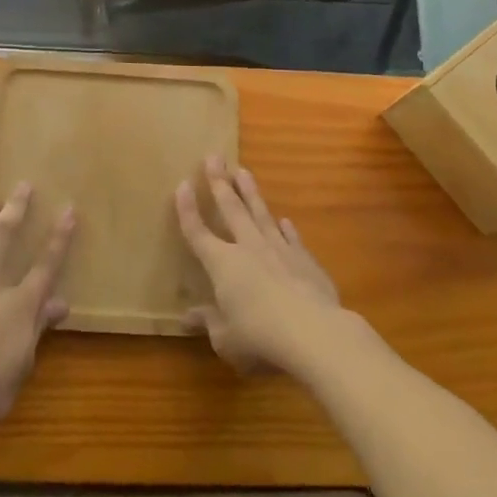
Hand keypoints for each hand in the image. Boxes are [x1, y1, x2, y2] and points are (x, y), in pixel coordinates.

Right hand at [175, 156, 345, 376]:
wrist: (315, 333)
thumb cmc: (260, 338)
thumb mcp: (225, 339)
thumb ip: (209, 323)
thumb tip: (189, 317)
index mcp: (222, 264)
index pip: (198, 232)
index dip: (187, 209)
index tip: (182, 184)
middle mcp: (248, 248)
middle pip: (231, 209)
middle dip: (219, 182)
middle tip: (213, 157)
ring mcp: (279, 250)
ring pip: (261, 213)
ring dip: (250, 192)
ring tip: (243, 170)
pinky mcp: (305, 260)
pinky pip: (292, 238)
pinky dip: (286, 228)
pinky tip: (284, 220)